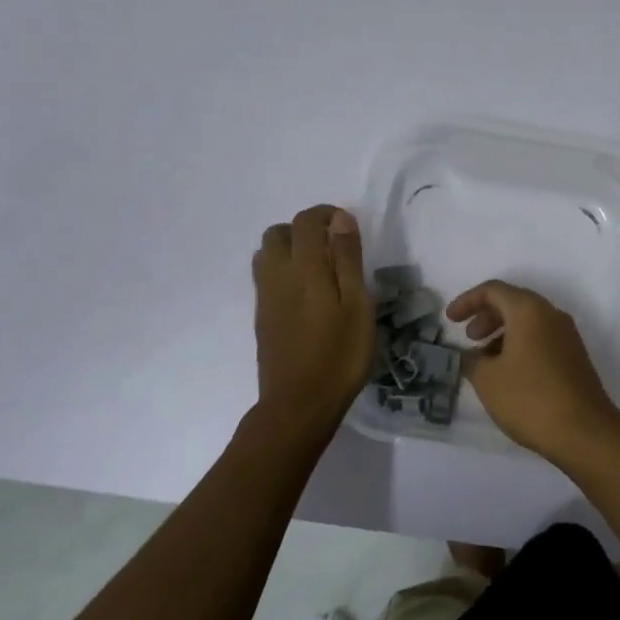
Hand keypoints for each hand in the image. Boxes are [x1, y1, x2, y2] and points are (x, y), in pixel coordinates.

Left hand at [252, 205, 374, 435]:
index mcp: (304, 267)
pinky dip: (283, 270)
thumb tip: (340, 219)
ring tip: (319, 269)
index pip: (306, 221)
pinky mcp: (261, 316)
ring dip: (289, 249)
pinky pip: (265, 276)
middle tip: (332, 248)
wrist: (298, 405)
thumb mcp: (357, 305)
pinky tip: (306, 294)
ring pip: (266, 254)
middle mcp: (277, 274)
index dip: (326, 214)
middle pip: (278, 233)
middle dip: (303, 229)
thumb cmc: (339, 355)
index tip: (347, 228)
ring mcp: (265, 296)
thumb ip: (347, 258)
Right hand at [446, 281, 619, 463]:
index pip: (493, 290)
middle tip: (469, 338)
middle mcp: (551, 314)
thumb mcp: (487, 380)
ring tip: (485, 362)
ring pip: (528, 322)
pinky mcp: (574, 357)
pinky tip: (508, 374)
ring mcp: (567, 336)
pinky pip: (541, 339)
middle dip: (486, 316)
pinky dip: (520, 346)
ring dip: (502, 333)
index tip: (449, 320)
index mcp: (529, 310)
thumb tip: (469, 355)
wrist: (585, 432)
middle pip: (512, 302)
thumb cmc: (530, 398)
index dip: (467, 301)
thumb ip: (471, 360)